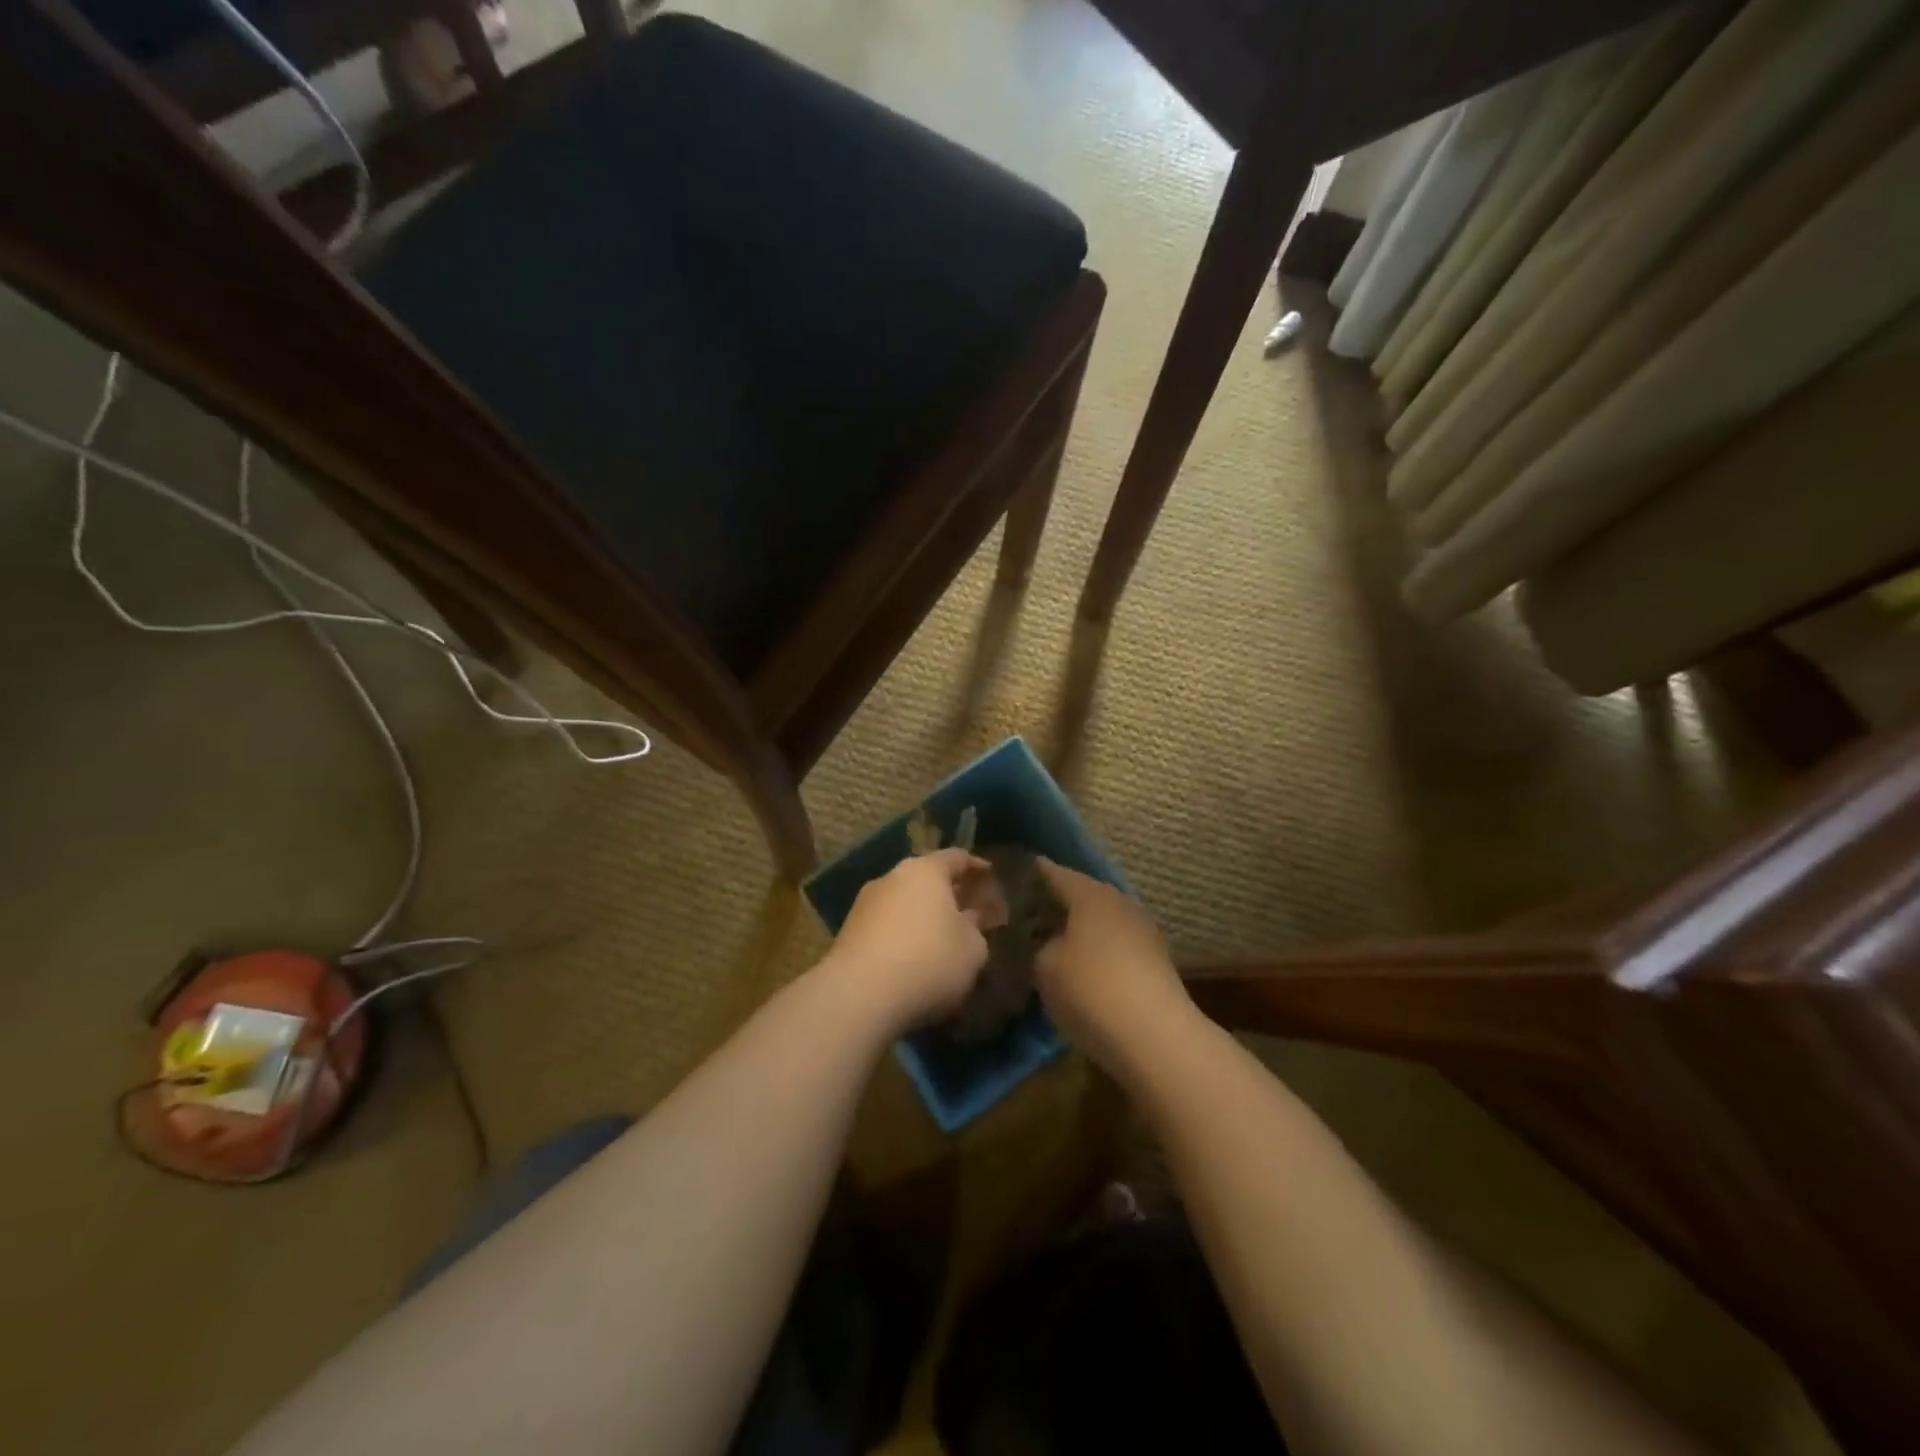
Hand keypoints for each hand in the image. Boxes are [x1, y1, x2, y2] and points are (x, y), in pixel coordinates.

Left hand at [825, 849, 1001, 1032]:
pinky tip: (912, 957)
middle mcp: (892, 877)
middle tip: (967, 910)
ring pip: (903, 902)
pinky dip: (901, 935)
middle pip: (926, 878)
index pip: (956, 857)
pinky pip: (885, 926)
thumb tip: (968, 920)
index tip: (989, 875)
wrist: (860, 994)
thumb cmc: (929, 960)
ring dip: (921, 915)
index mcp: (926, 871)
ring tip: (939, 938)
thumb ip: (976, 929)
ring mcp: (865, 903)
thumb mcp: (972, 950)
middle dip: (947, 893)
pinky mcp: (848, 931)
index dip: (976, 867)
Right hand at [1034, 859, 1191, 1075]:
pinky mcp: (1157, 961)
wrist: (1156, 1037)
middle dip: (1061, 900)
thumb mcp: (1045, 967)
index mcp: (1090, 895)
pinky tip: (1085, 964)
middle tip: (1033, 910)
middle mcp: (1120, 903)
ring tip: (1057, 939)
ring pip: (1104, 919)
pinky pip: (1118, 943)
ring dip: (1083, 926)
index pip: (1056, 873)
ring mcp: (1144, 931)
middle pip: (1085, 893)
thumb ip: (1040, 946)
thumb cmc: (1091, 990)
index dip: (1036, 872)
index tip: (1018, 872)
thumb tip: (1048, 942)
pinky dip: (1100, 948)